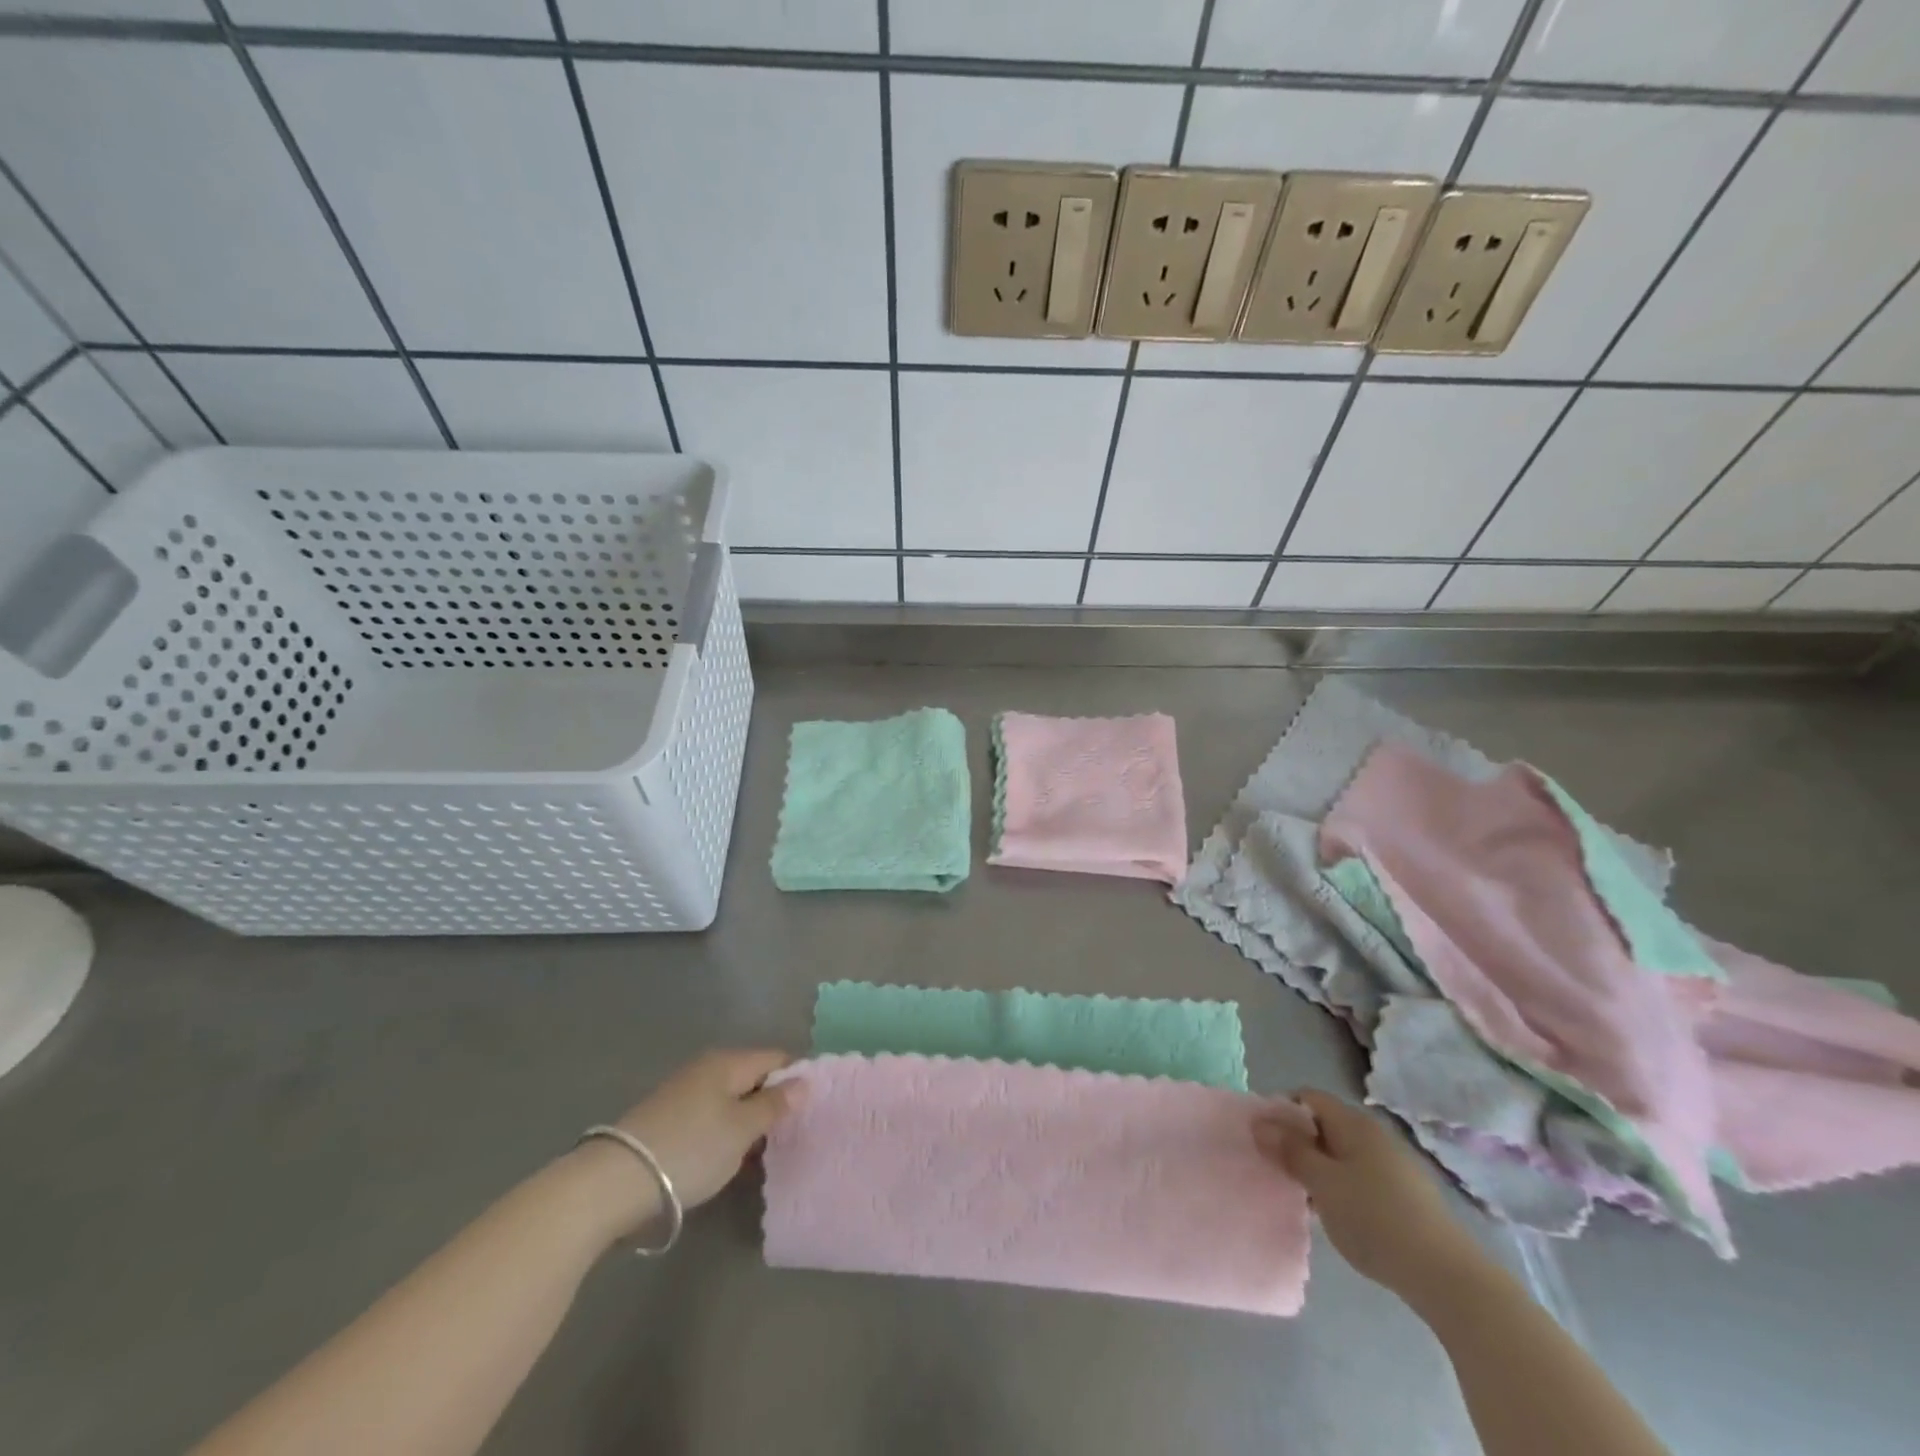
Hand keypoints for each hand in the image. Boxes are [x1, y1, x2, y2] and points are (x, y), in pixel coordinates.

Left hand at [615, 1049, 802, 1210]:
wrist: (615, 1181)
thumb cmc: (691, 1149)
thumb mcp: (742, 1129)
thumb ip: (775, 1104)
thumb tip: (804, 1081)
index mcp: (729, 1062)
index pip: (777, 1059)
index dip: (797, 1079)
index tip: (813, 1108)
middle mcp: (707, 1068)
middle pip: (753, 1078)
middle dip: (773, 1103)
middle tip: (792, 1135)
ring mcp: (685, 1092)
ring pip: (732, 1100)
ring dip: (749, 1122)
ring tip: (765, 1153)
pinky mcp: (668, 1118)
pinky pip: (711, 1117)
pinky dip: (726, 1133)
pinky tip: (730, 1159)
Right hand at [1255, 1089, 1486, 1301]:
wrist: (1447, 1277)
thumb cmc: (1375, 1219)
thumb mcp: (1322, 1183)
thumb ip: (1290, 1151)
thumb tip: (1260, 1123)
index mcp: (1354, 1123)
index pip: (1307, 1097)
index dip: (1281, 1111)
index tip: (1264, 1139)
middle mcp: (1374, 1135)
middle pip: (1324, 1125)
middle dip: (1298, 1143)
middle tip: (1278, 1170)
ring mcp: (1393, 1165)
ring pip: (1342, 1154)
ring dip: (1319, 1168)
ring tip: (1302, 1196)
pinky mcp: (1405, 1195)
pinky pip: (1360, 1177)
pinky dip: (1341, 1187)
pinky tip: (1337, 1216)